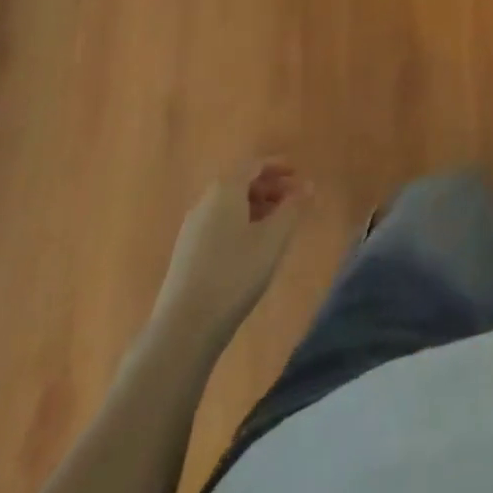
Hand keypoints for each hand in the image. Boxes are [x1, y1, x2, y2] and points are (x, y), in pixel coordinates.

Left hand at [154, 160, 311, 341]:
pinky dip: (239, 222)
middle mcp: (205, 200)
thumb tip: (308, 185)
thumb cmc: (235, 274)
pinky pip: (218, 222)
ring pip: (228, 204)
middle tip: (291, 201)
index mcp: (225, 190)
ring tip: (275, 224)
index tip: (298, 175)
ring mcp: (192, 226)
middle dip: (268, 187)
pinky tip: (250, 246)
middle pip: (240, 182)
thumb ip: (292, 208)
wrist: (184, 327)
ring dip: (255, 206)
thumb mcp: (273, 240)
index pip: (254, 165)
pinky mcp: (186, 251)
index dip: (278, 166)